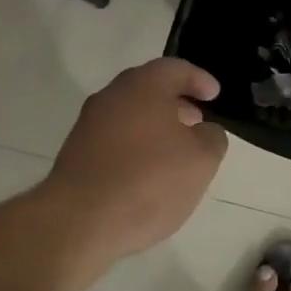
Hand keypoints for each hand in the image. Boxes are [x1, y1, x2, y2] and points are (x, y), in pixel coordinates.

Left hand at [41, 58, 228, 260]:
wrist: (79, 221)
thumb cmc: (149, 181)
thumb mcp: (201, 160)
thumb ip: (211, 137)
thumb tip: (204, 131)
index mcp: (142, 85)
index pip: (175, 69)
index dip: (199, 79)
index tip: (214, 95)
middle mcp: (111, 96)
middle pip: (148, 89)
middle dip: (175, 102)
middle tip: (197, 120)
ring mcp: (88, 125)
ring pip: (129, 115)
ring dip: (154, 126)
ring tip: (175, 151)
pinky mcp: (76, 154)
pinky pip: (114, 140)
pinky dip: (135, 147)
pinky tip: (147, 173)